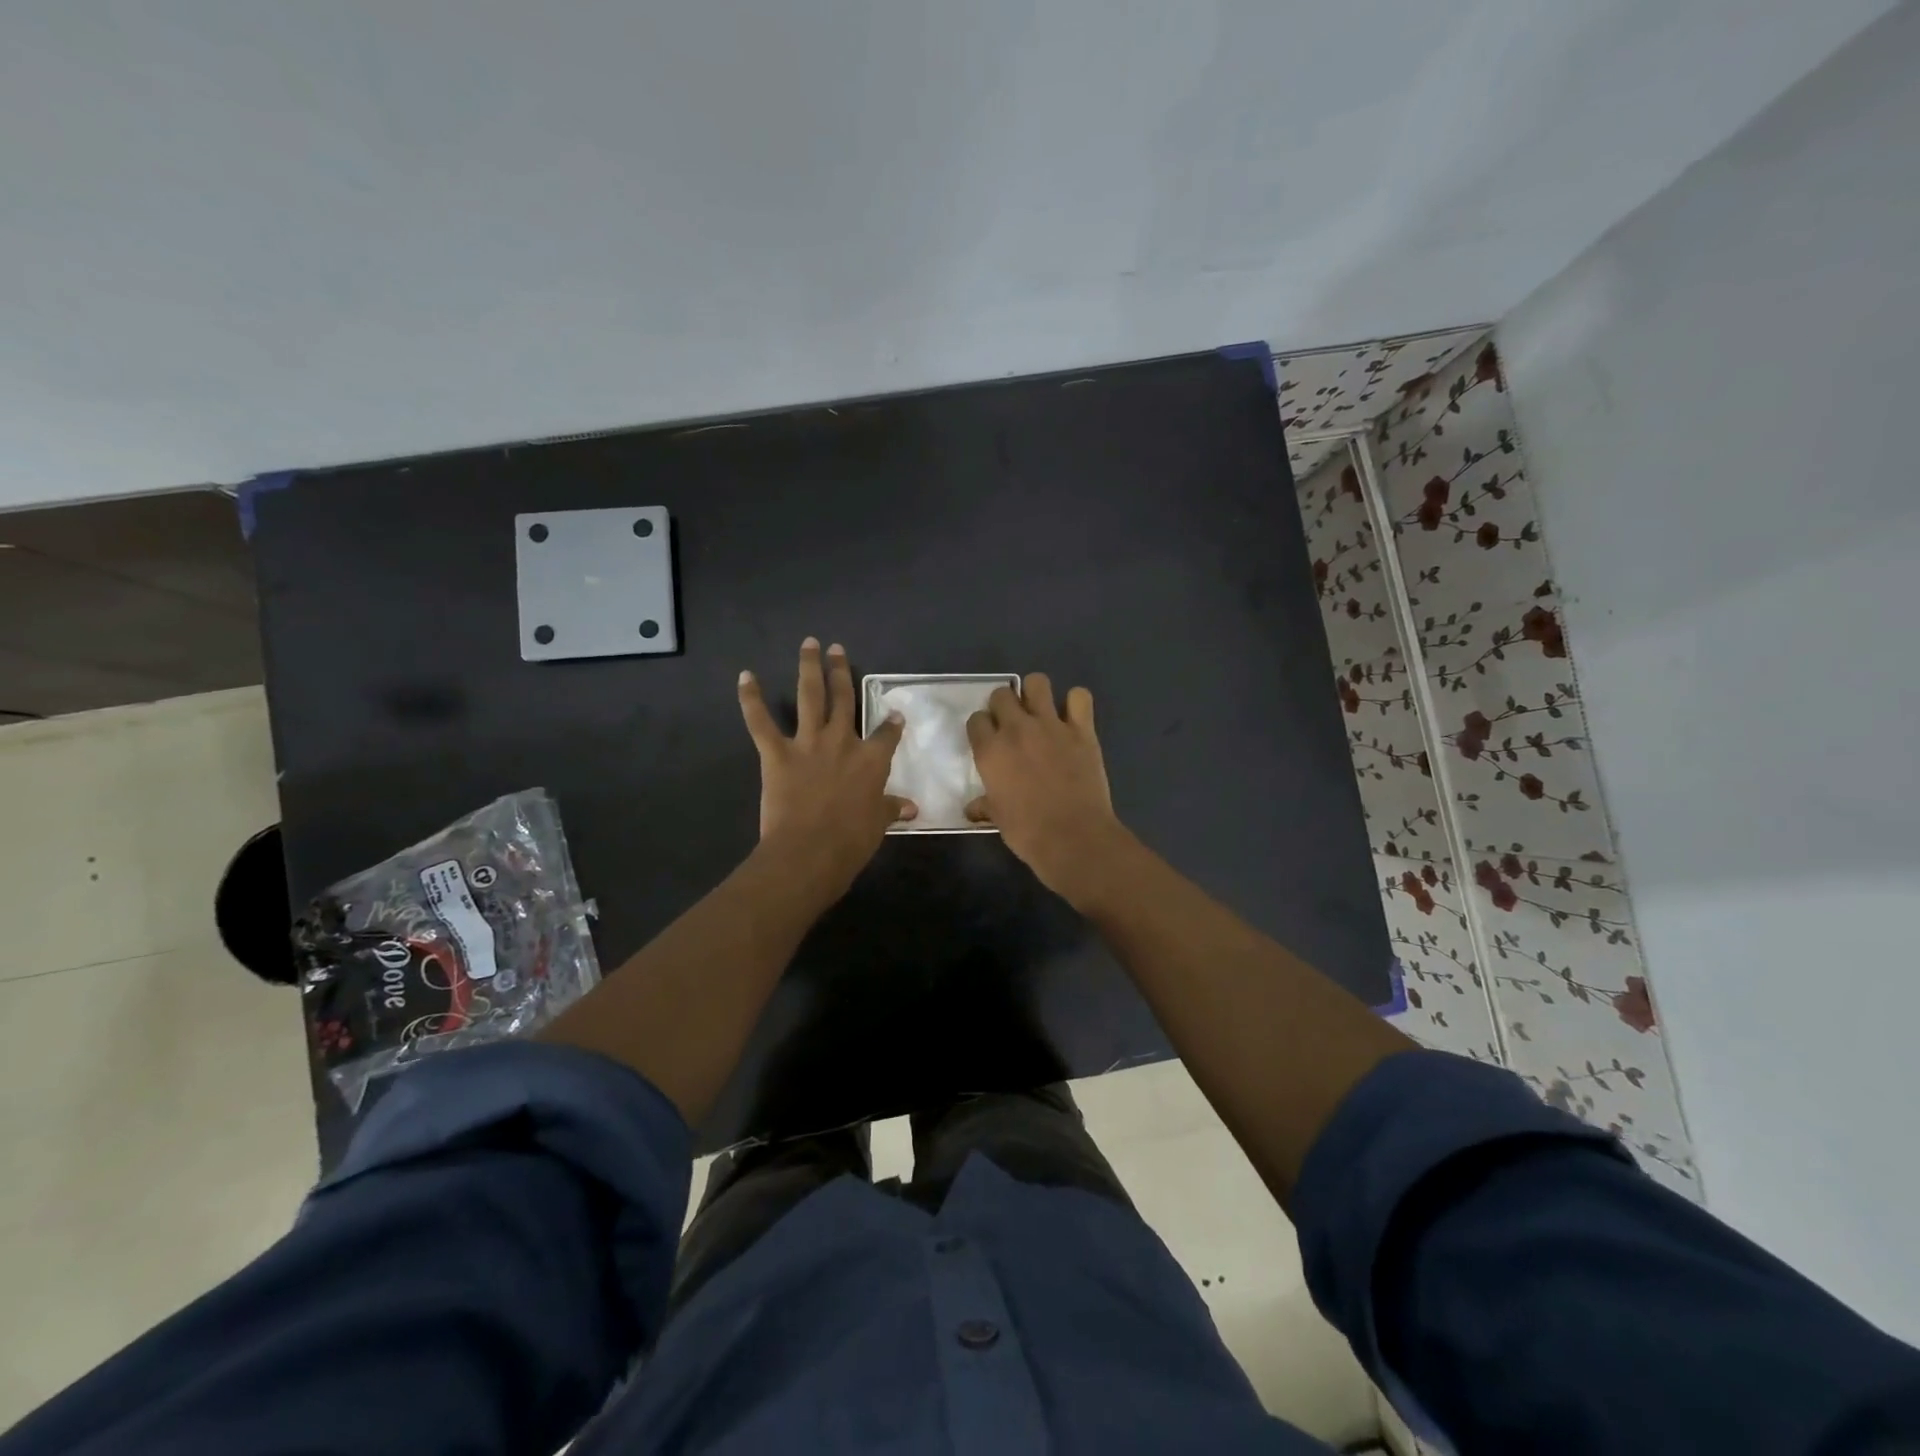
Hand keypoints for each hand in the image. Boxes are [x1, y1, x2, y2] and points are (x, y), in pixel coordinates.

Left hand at [739, 639, 914, 891]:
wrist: (810, 851)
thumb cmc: (851, 841)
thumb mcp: (878, 824)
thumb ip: (891, 809)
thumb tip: (911, 808)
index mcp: (872, 760)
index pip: (886, 735)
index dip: (892, 724)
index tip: (896, 714)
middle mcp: (842, 741)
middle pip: (844, 699)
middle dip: (842, 671)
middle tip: (837, 649)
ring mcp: (808, 743)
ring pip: (809, 697)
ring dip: (809, 668)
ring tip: (809, 644)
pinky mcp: (777, 754)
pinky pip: (761, 722)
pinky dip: (750, 699)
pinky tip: (744, 676)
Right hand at [966, 674, 1127, 905]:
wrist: (1074, 837)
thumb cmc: (1028, 832)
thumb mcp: (998, 819)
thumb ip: (985, 805)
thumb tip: (972, 809)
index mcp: (990, 750)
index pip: (976, 719)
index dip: (982, 728)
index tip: (989, 739)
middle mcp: (1016, 729)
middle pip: (1002, 694)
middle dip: (1004, 705)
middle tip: (1013, 725)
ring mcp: (1051, 725)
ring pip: (1037, 682)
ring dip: (1035, 694)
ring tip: (1040, 712)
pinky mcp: (1082, 729)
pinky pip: (1080, 697)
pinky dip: (1076, 703)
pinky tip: (1073, 719)